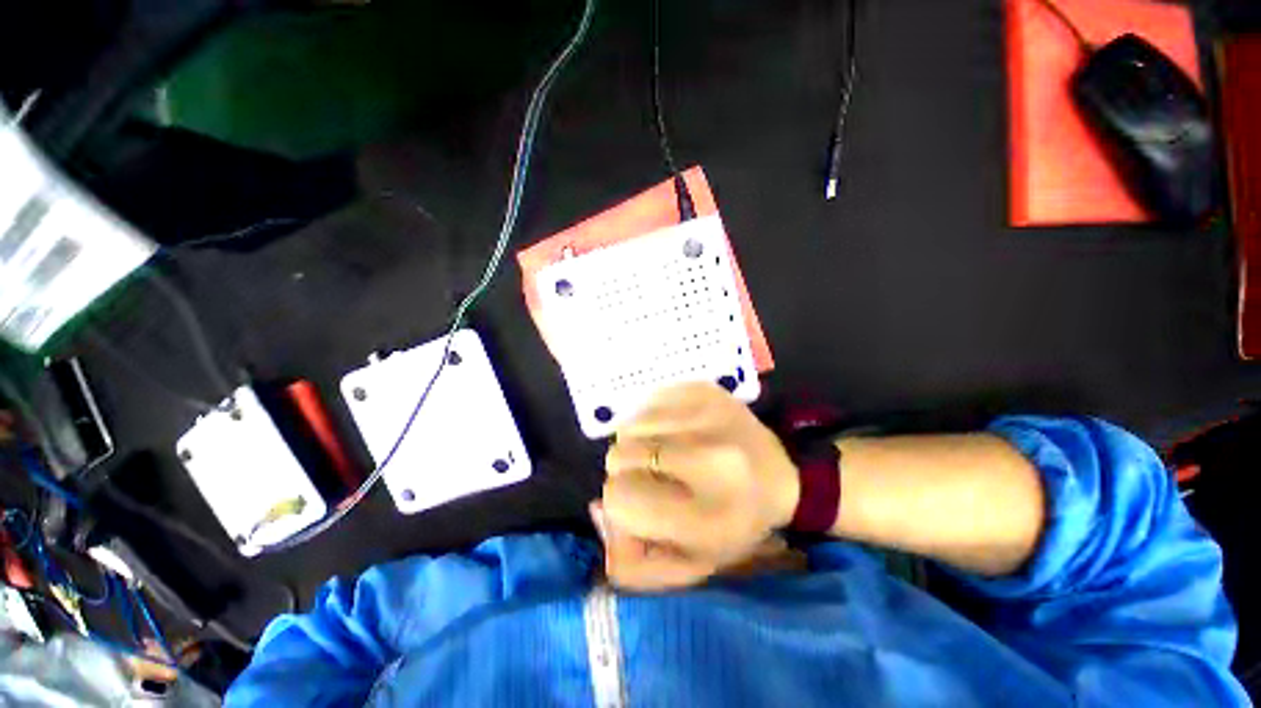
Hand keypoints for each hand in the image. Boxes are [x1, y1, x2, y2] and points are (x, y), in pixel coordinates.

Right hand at [595, 382, 800, 590]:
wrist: (784, 479)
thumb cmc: (736, 525)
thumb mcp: (691, 563)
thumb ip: (636, 563)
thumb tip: (597, 510)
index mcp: (705, 516)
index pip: (619, 501)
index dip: (618, 503)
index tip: (634, 501)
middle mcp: (708, 459)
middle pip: (620, 456)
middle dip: (623, 470)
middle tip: (647, 474)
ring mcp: (708, 417)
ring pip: (631, 424)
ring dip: (634, 441)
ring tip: (657, 450)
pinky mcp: (707, 392)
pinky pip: (650, 400)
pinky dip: (649, 417)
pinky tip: (668, 429)